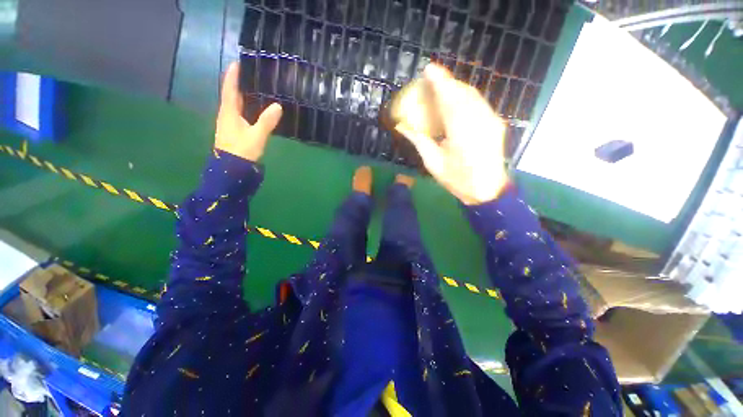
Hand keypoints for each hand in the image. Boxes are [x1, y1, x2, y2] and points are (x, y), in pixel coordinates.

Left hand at [215, 62, 281, 161]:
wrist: (231, 169)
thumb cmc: (242, 150)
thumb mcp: (257, 136)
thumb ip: (267, 121)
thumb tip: (278, 106)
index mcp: (229, 112)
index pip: (229, 88)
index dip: (233, 75)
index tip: (238, 62)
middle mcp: (226, 114)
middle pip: (232, 94)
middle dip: (239, 83)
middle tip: (253, 74)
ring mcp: (229, 123)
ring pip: (235, 104)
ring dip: (243, 95)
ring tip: (256, 88)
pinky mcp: (234, 130)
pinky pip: (240, 113)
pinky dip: (246, 106)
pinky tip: (255, 108)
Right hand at [395, 64, 508, 204]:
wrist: (487, 190)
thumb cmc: (457, 180)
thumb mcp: (433, 163)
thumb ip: (419, 141)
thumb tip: (401, 126)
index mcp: (462, 133)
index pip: (450, 99)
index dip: (440, 82)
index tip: (428, 69)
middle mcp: (480, 121)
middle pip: (463, 93)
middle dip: (447, 83)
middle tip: (431, 80)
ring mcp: (491, 120)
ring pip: (473, 95)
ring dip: (456, 88)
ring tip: (441, 88)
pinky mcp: (495, 123)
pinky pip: (479, 103)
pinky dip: (465, 97)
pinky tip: (456, 102)